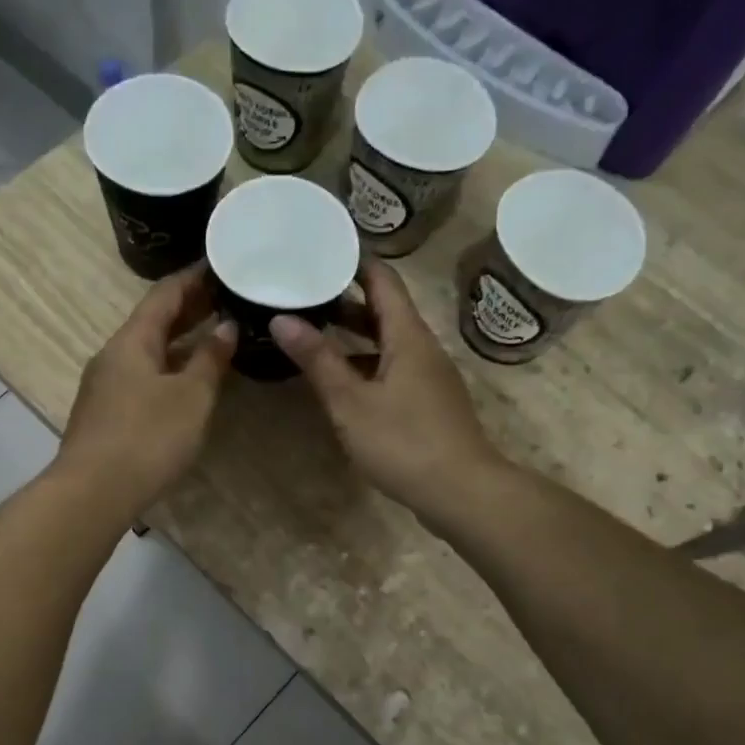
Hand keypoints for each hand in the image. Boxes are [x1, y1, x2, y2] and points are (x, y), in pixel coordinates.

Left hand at [54, 265, 237, 517]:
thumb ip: (210, 359)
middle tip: (227, 298)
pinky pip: (142, 376)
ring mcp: (105, 386)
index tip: (221, 264)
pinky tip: (188, 380)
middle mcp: (113, 355)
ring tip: (215, 334)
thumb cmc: (147, 437)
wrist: (92, 493)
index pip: (164, 294)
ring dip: (180, 341)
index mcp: (131, 341)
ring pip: (147, 351)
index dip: (193, 277)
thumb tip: (226, 327)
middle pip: (153, 321)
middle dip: (190, 308)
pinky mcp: (106, 414)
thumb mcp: (191, 397)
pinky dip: (168, 367)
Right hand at [272, 259, 502, 519]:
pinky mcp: (428, 404)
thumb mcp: (351, 401)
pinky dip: (365, 365)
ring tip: (311, 335)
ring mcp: (429, 377)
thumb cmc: (404, 442)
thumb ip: (318, 360)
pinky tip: (340, 382)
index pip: (382, 280)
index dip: (353, 262)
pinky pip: (392, 369)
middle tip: (301, 294)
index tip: (319, 251)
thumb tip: (282, 319)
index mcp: (408, 336)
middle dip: (343, 301)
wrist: (462, 492)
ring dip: (353, 337)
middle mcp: (422, 348)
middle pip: (384, 311)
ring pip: (387, 343)